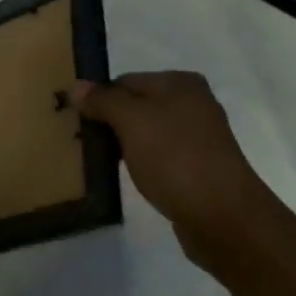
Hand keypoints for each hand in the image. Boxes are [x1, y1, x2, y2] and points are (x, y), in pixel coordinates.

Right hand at [74, 72, 268, 271]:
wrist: (221, 215)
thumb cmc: (174, 158)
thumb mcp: (132, 121)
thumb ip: (103, 101)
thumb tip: (77, 86)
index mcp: (180, 83)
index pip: (124, 81)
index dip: (98, 98)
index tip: (73, 121)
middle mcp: (192, 104)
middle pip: (136, 106)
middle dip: (108, 122)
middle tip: (80, 141)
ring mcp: (196, 137)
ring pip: (146, 132)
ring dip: (122, 144)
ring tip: (96, 160)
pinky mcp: (196, 167)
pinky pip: (157, 156)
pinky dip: (139, 162)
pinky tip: (126, 175)